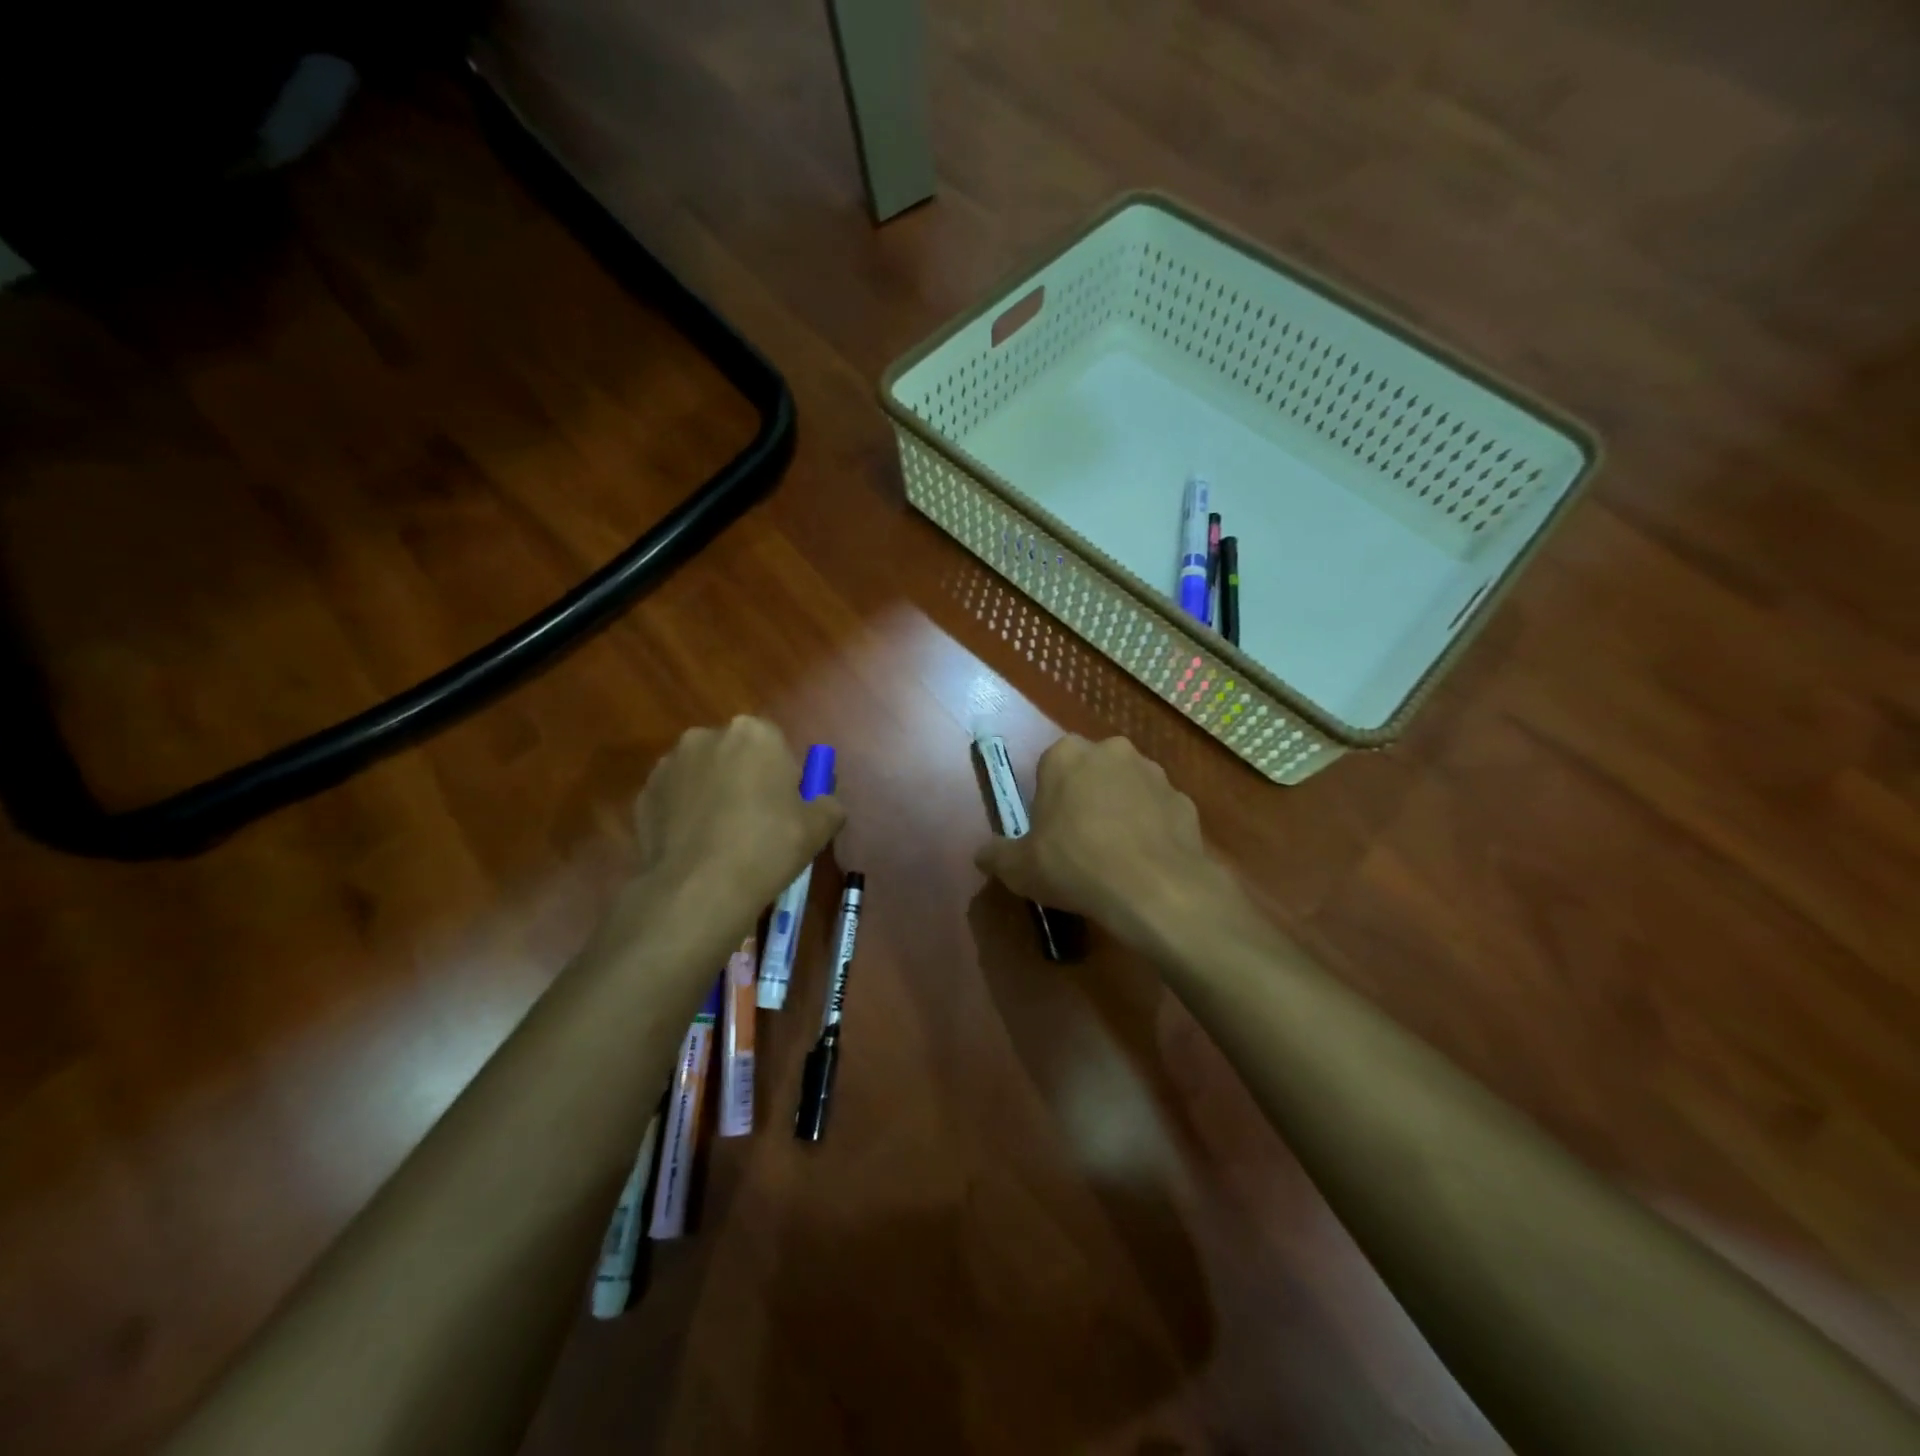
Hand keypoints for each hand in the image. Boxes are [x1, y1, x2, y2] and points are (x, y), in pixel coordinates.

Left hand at [624, 716, 844, 939]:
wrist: (699, 889)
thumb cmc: (768, 847)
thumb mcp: (820, 826)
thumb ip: (828, 803)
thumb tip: (821, 802)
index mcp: (754, 732)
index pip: (776, 744)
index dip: (783, 776)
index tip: (786, 808)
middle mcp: (707, 736)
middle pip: (736, 754)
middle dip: (745, 778)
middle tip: (757, 823)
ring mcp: (669, 764)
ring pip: (703, 774)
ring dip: (713, 793)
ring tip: (722, 839)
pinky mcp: (643, 793)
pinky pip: (675, 798)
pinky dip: (685, 814)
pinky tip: (696, 847)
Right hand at [975, 735, 1237, 950]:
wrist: (1154, 889)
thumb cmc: (1074, 865)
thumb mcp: (1019, 868)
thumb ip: (996, 855)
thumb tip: (982, 854)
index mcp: (1066, 755)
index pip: (1049, 766)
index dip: (1048, 798)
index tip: (1048, 830)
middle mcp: (1112, 751)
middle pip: (1091, 771)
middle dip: (1086, 797)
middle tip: (1079, 841)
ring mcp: (1154, 773)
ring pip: (1129, 787)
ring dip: (1121, 809)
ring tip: (1116, 855)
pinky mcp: (1185, 800)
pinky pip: (1159, 811)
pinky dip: (1152, 828)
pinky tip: (1145, 862)